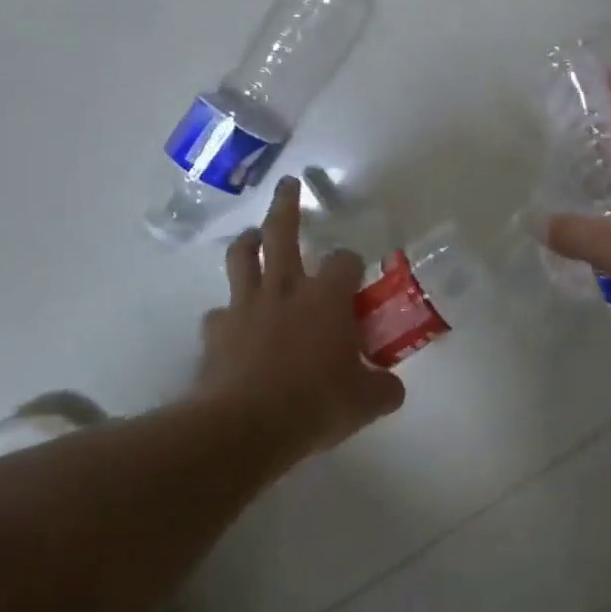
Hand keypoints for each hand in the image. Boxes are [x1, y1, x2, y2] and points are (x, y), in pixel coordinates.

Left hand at [198, 176, 405, 456]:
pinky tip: (233, 323)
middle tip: (288, 184)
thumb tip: (394, 389)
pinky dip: (228, 312)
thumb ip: (383, 389)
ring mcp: (246, 306)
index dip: (352, 263)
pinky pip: (220, 312)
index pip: (345, 261)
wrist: (245, 427)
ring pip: (242, 257)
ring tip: (253, 236)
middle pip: (282, 232)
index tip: (355, 273)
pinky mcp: (216, 331)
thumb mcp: (365, 402)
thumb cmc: (315, 404)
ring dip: (248, 241)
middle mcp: (286, 289)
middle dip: (287, 204)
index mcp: (326, 298)